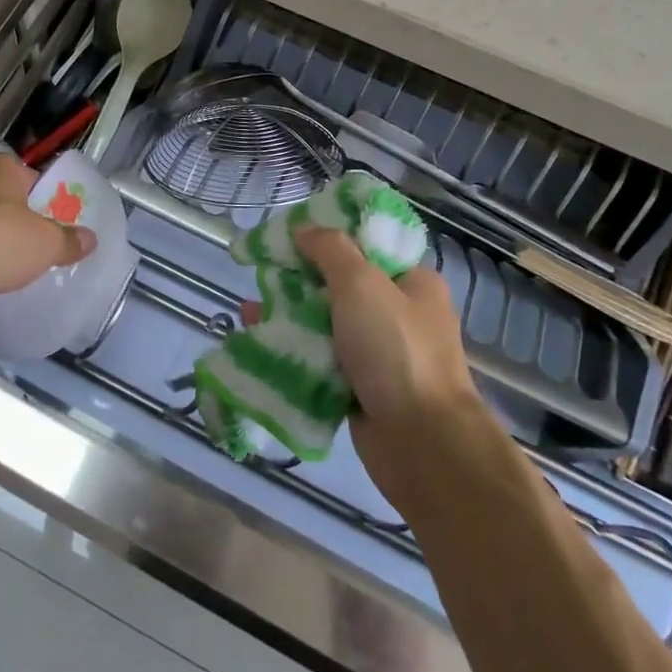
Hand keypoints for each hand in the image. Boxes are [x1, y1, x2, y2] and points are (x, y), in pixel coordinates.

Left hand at [0, 153, 95, 323]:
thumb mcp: (46, 243)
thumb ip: (69, 240)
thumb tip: (91, 238)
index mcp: (1, 167)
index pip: (32, 176)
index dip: (46, 198)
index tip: (56, 222)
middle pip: (6, 197)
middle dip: (20, 218)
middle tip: (39, 244)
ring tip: (13, 263)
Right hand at [286, 226, 479, 501]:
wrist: (422, 443)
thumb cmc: (395, 351)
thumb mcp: (361, 284)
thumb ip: (330, 250)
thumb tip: (304, 228)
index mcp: (412, 282)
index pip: (366, 246)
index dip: (327, 238)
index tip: (288, 237)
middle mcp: (399, 314)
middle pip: (340, 285)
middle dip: (298, 280)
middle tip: (261, 274)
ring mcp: (380, 354)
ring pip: (326, 324)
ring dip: (290, 317)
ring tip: (248, 311)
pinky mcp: (361, 388)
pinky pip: (321, 360)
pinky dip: (294, 352)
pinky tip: (260, 344)